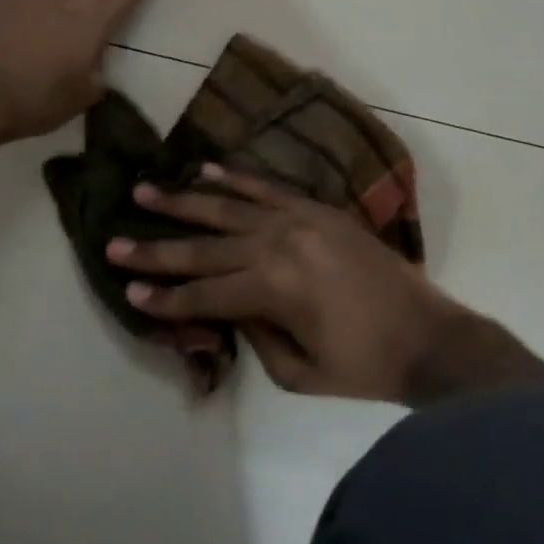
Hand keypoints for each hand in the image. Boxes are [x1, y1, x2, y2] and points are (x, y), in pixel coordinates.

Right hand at [103, 166, 463, 402]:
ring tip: (144, 190)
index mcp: (273, 289)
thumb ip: (252, 335)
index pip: (203, 293)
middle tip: (114, 242)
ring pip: (227, 206)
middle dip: (156, 248)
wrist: (430, 335)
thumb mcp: (297, 373)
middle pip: (204, 246)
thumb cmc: (363, 366)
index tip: (129, 292)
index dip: (164, 297)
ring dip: (183, 200)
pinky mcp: (317, 208)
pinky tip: (204, 170)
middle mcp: (277, 244)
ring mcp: (298, 219)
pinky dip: (233, 178)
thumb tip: (225, 305)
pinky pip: (267, 187)